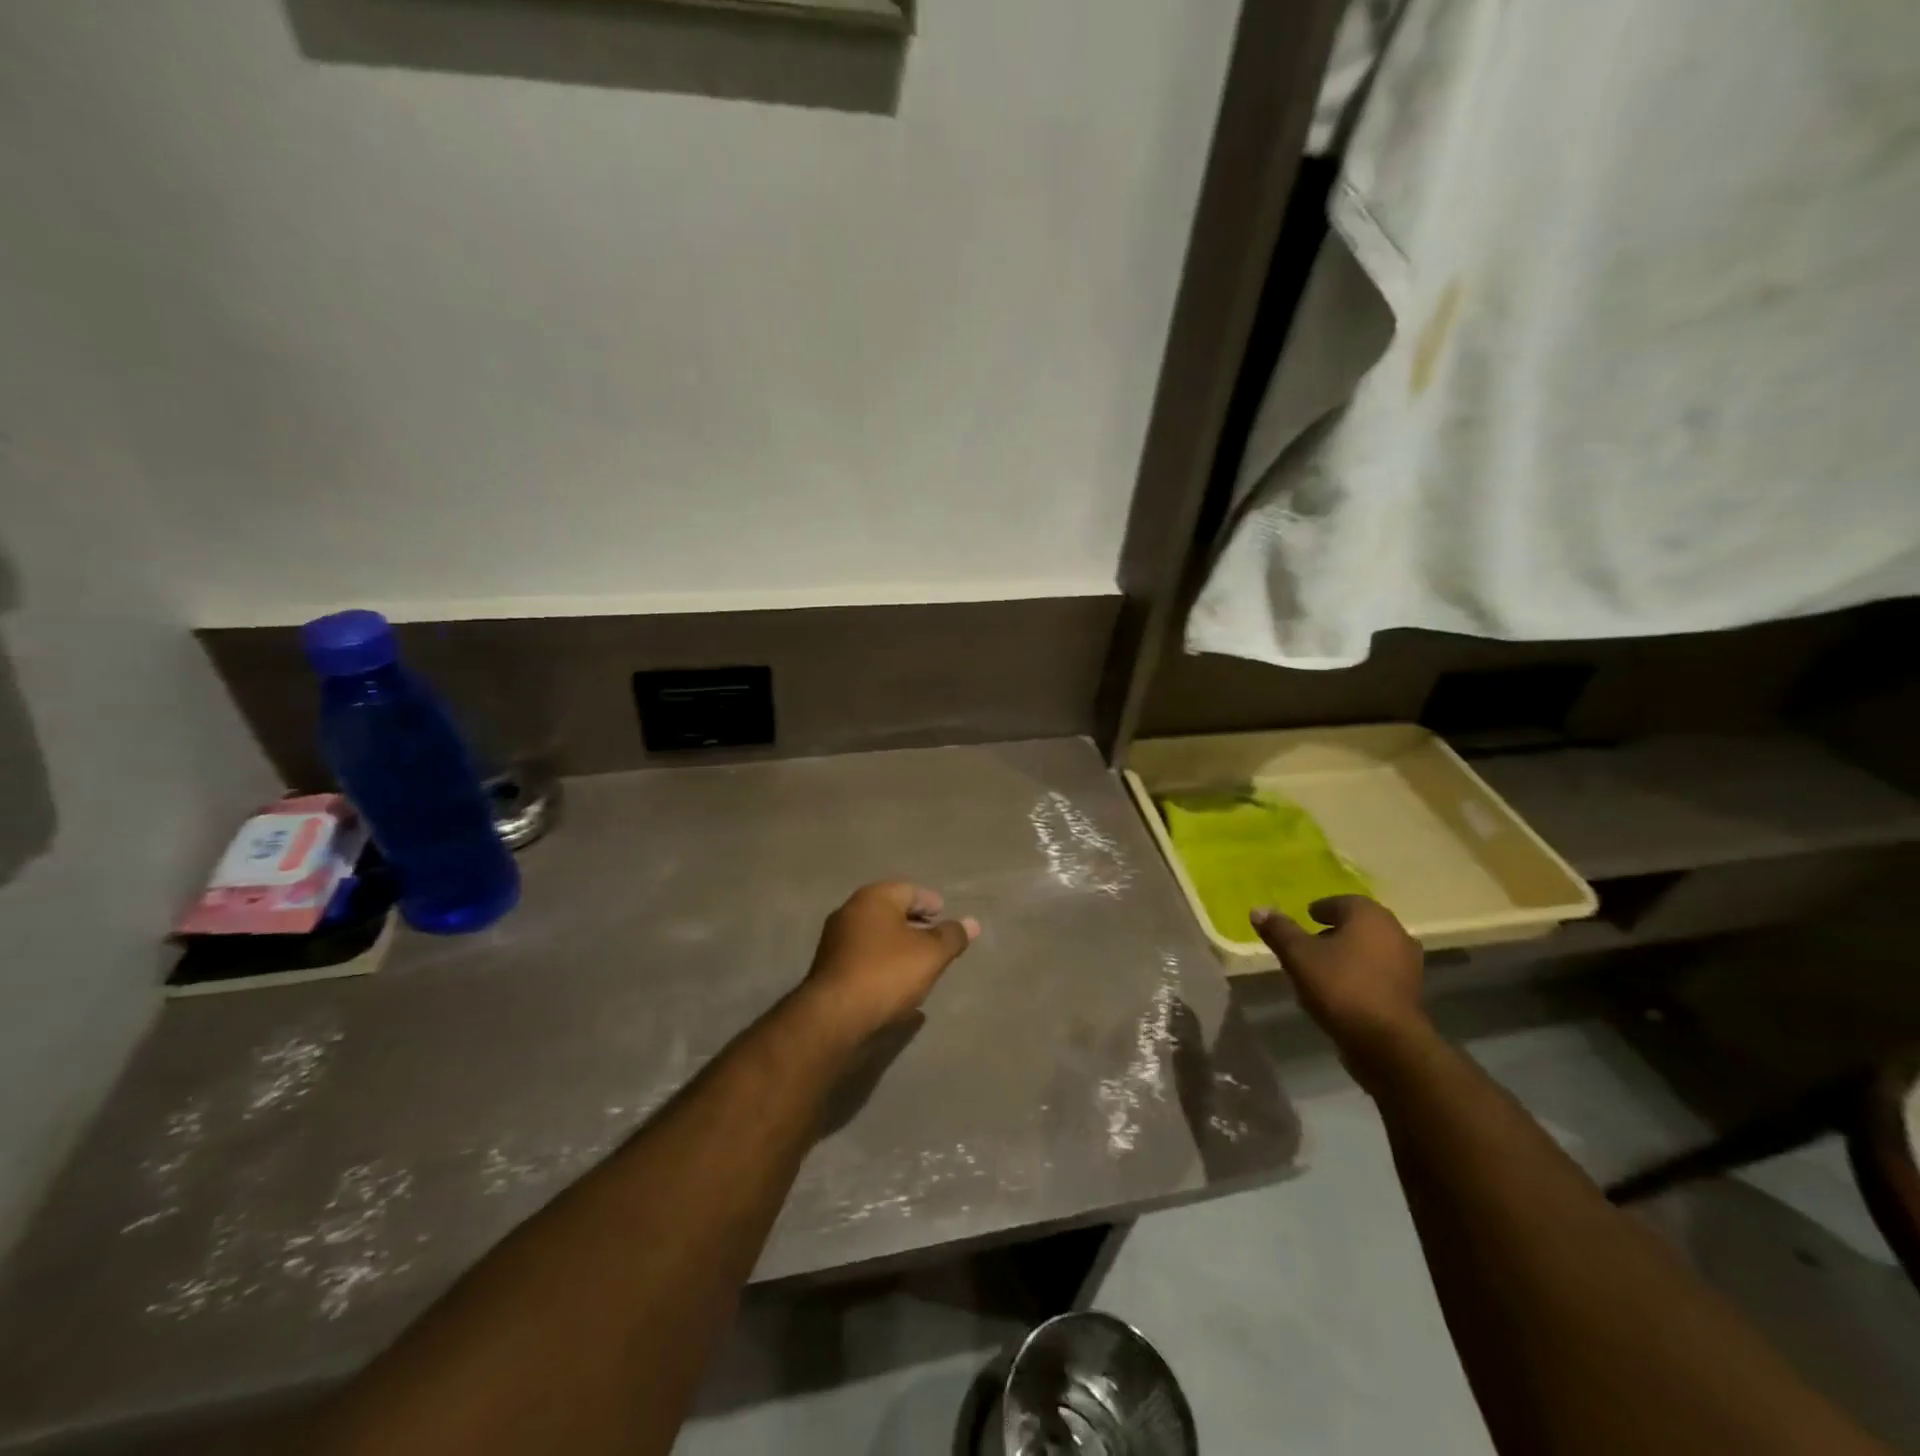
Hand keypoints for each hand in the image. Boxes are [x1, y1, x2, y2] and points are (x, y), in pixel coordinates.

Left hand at [799, 882, 978, 1043]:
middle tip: (935, 937)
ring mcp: (835, 940)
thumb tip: (972, 923)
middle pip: (890, 910)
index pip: (909, 890)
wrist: (834, 1016)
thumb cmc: (886, 973)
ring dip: (897, 943)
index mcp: (873, 898)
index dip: (930, 902)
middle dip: (914, 922)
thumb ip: (951, 936)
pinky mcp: (829, 967)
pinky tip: (895, 980)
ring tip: (919, 961)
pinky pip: (864, 955)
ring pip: (875, 934)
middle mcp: (850, 911)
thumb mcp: (930, 955)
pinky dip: (882, 960)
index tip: (945, 915)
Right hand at [1251, 896, 1429, 1081]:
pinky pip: (1379, 973)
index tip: (1305, 919)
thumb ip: (1279, 930)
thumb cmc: (1340, 986)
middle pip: (1358, 925)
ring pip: (1370, 950)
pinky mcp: (1411, 992)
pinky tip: (1341, 990)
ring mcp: (1408, 964)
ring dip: (1349, 954)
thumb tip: (1258, 909)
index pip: (1341, 902)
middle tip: (1309, 943)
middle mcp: (1395, 932)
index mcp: (1369, 915)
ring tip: (1322, 968)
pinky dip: (1361, 974)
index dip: (1320, 910)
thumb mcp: (1298, 955)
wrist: (1387, 1043)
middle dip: (1335, 932)